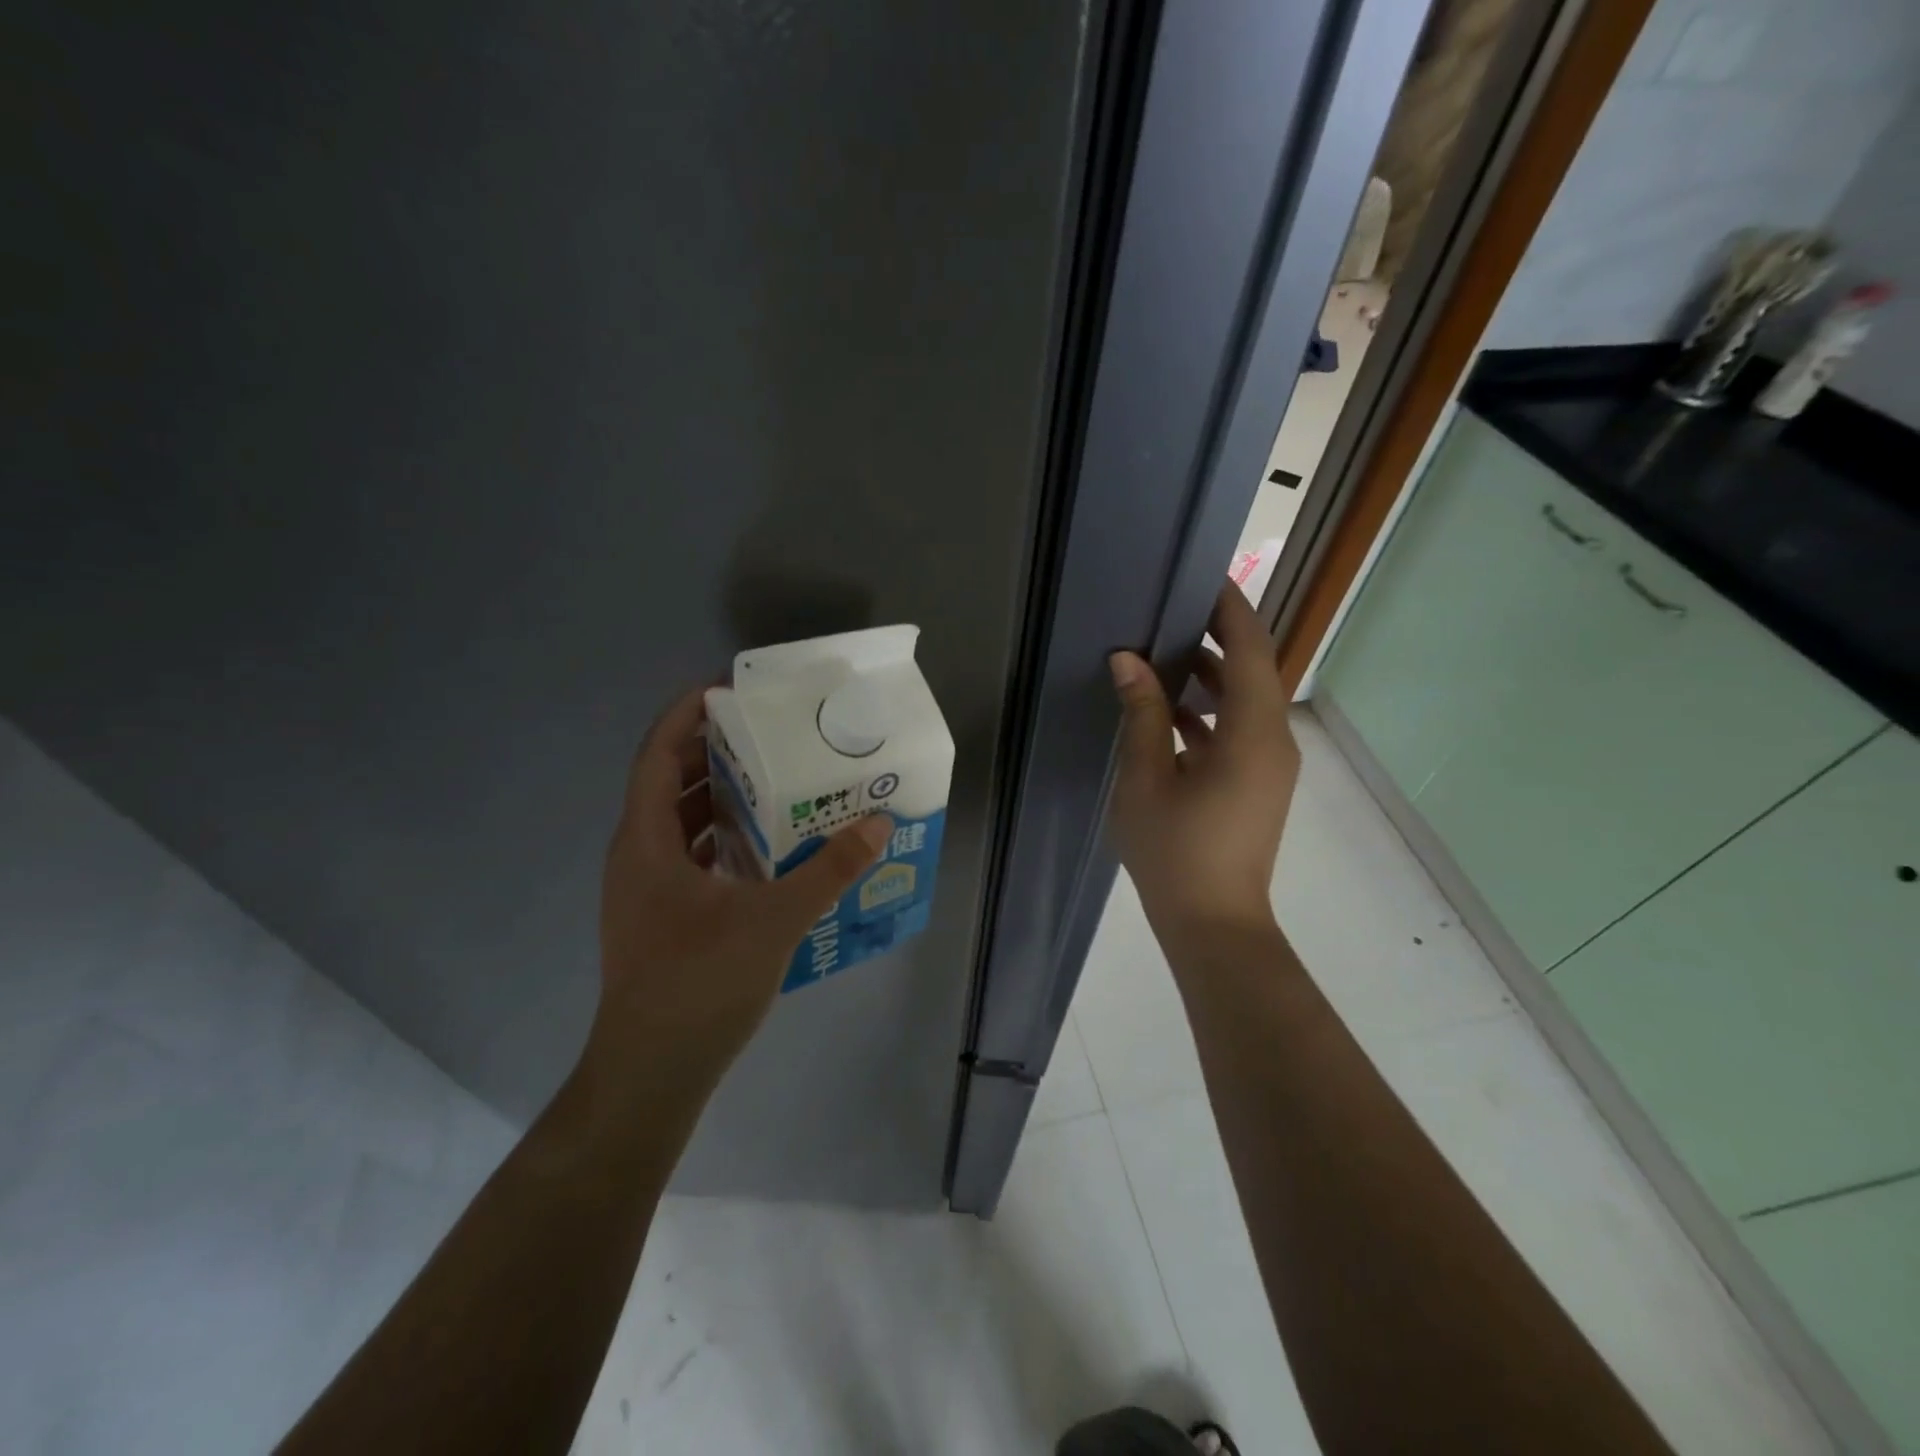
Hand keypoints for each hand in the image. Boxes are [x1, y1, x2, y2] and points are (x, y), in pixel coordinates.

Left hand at [593, 686, 890, 1079]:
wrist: (650, 1075)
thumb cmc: (699, 985)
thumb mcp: (774, 920)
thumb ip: (829, 869)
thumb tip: (879, 823)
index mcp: (646, 842)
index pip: (657, 754)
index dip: (685, 714)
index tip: (728, 688)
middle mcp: (638, 856)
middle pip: (670, 782)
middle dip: (715, 751)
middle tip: (769, 732)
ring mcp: (646, 890)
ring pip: (681, 823)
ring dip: (721, 797)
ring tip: (776, 779)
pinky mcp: (662, 918)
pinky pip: (691, 857)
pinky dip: (724, 839)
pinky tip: (768, 847)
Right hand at [1107, 582, 1299, 945]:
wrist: (1213, 923)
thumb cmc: (1175, 851)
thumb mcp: (1146, 778)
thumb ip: (1142, 713)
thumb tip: (1129, 659)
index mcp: (1253, 734)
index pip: (1251, 650)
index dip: (1231, 610)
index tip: (1203, 578)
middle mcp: (1273, 741)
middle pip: (1253, 671)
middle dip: (1217, 637)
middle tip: (1171, 610)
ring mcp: (1269, 765)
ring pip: (1245, 701)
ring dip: (1210, 676)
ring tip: (1163, 652)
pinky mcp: (1257, 784)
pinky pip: (1238, 730)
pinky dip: (1209, 712)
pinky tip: (1167, 710)